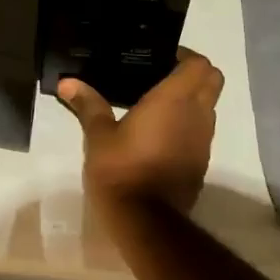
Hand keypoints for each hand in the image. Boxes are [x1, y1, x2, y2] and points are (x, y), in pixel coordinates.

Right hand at [57, 49, 223, 215]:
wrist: (146, 222)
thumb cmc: (122, 169)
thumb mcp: (98, 135)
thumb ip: (88, 104)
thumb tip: (66, 82)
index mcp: (174, 100)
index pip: (200, 64)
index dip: (185, 56)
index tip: (161, 58)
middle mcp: (197, 115)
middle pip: (212, 81)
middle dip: (193, 74)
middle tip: (160, 75)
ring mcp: (203, 141)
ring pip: (208, 107)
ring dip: (191, 99)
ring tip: (155, 103)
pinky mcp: (201, 162)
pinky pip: (201, 131)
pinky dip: (187, 124)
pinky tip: (158, 133)